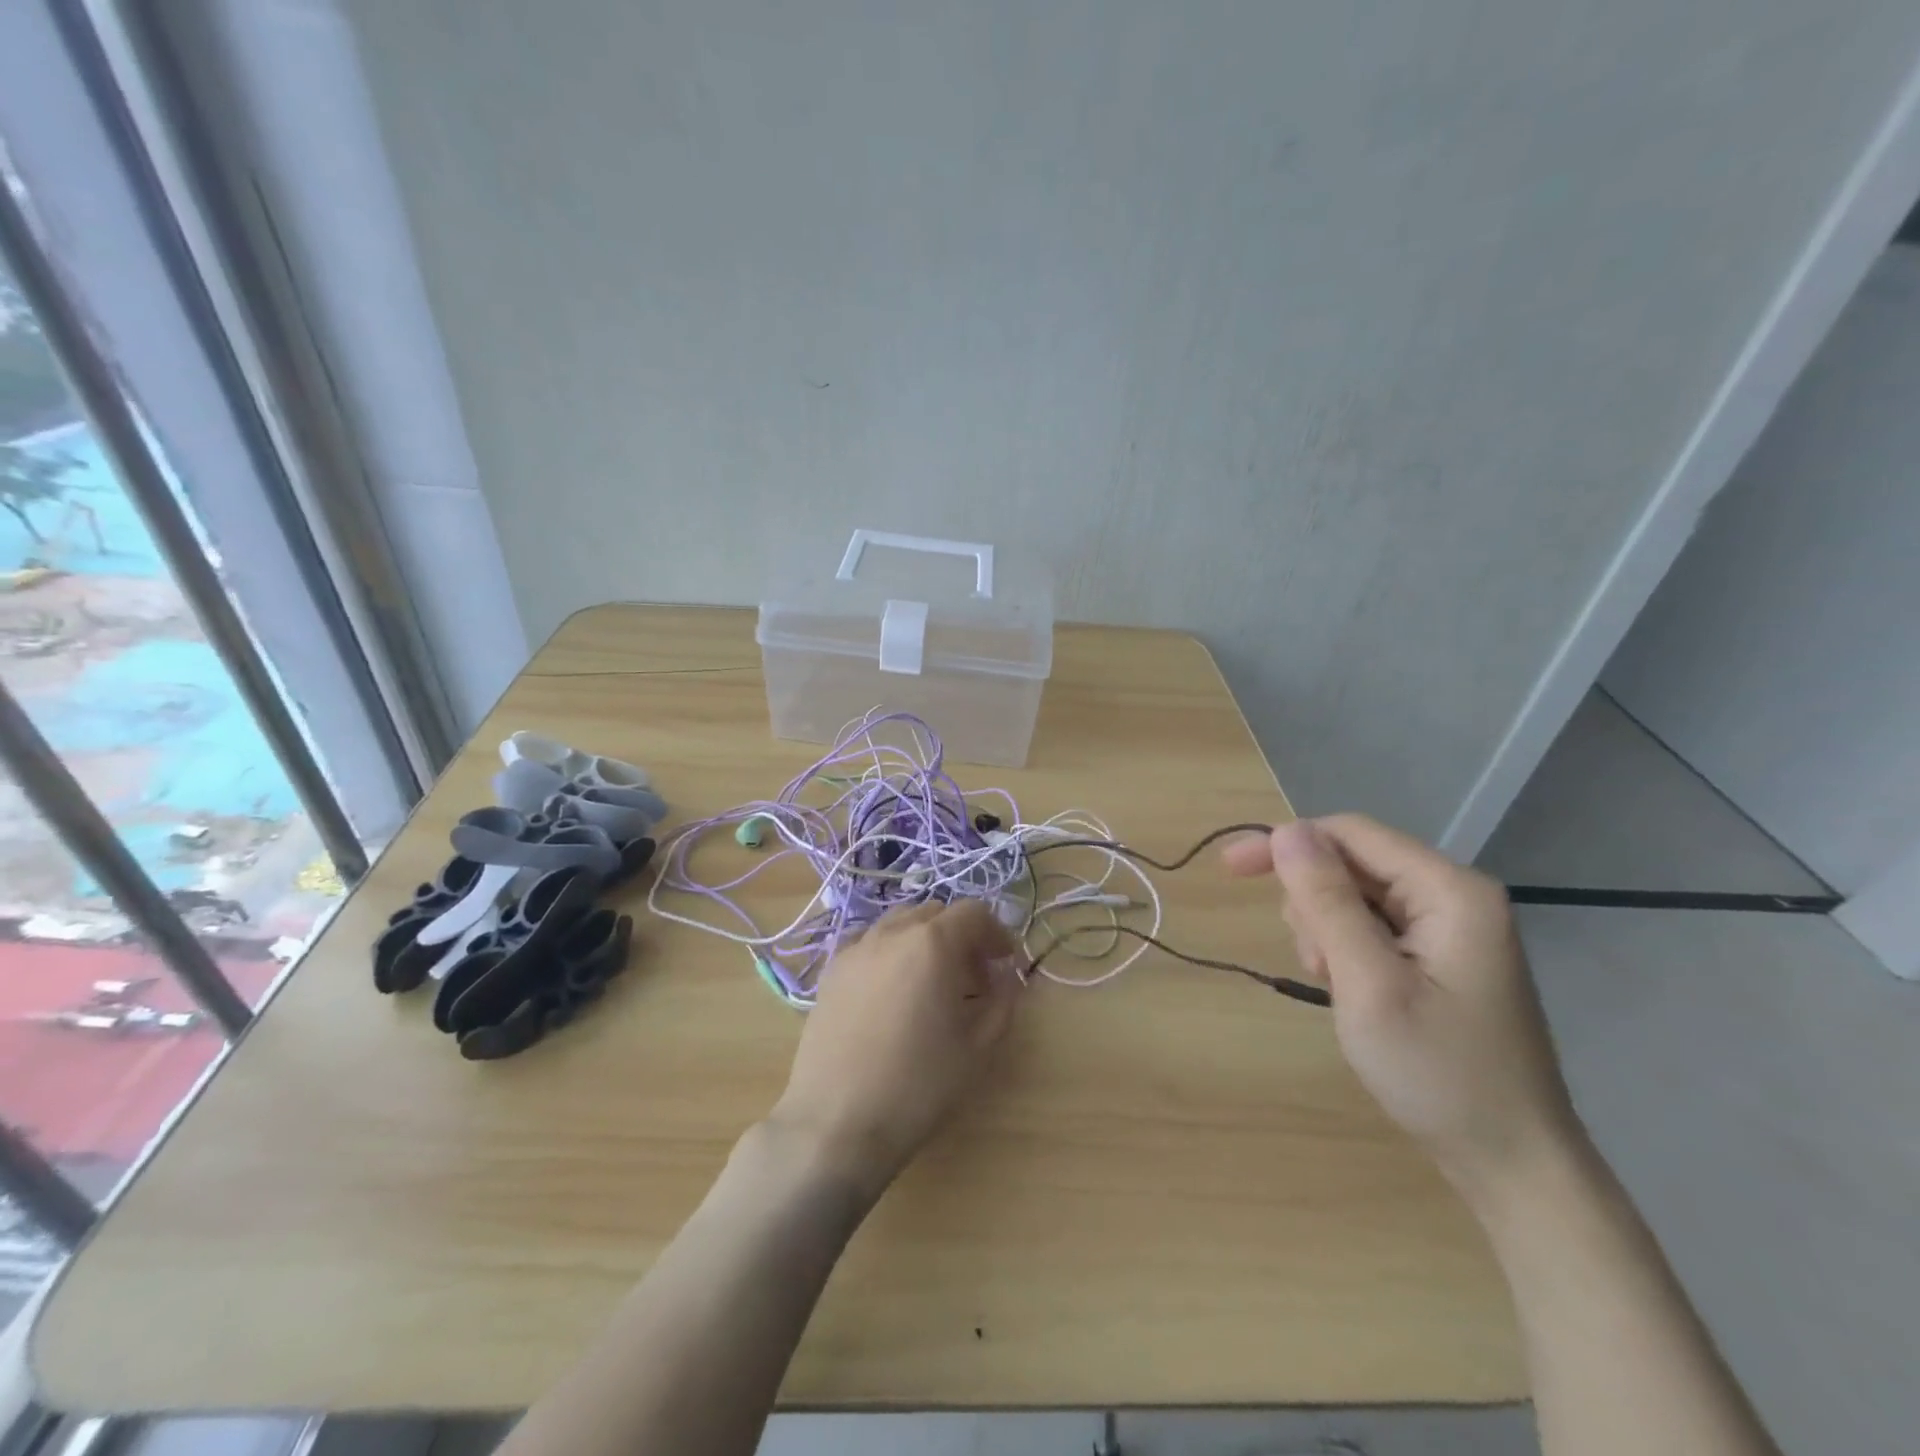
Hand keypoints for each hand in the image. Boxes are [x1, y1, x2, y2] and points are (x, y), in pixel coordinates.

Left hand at [766, 899, 1020, 1199]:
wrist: (836, 1122)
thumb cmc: (918, 1086)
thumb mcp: (978, 1048)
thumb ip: (1002, 1002)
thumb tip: (1007, 978)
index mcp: (932, 943)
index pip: (973, 913)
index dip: (996, 934)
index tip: (1004, 965)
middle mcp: (892, 933)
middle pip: (935, 913)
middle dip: (961, 936)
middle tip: (973, 978)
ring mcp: (855, 949)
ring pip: (900, 924)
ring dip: (924, 941)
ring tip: (931, 984)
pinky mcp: (830, 972)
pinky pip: (870, 945)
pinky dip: (891, 954)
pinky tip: (892, 994)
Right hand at [1223, 815, 1583, 1202]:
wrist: (1513, 1165)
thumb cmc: (1439, 1073)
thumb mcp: (1369, 983)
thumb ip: (1326, 901)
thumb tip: (1286, 831)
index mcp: (1449, 890)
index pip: (1350, 833)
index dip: (1286, 843)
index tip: (1230, 869)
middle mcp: (1454, 895)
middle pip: (1351, 864)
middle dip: (1314, 905)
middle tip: (1318, 966)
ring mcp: (1450, 928)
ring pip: (1354, 897)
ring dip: (1327, 933)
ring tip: (1339, 988)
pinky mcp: (1441, 956)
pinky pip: (1372, 928)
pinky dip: (1346, 952)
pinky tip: (1354, 992)